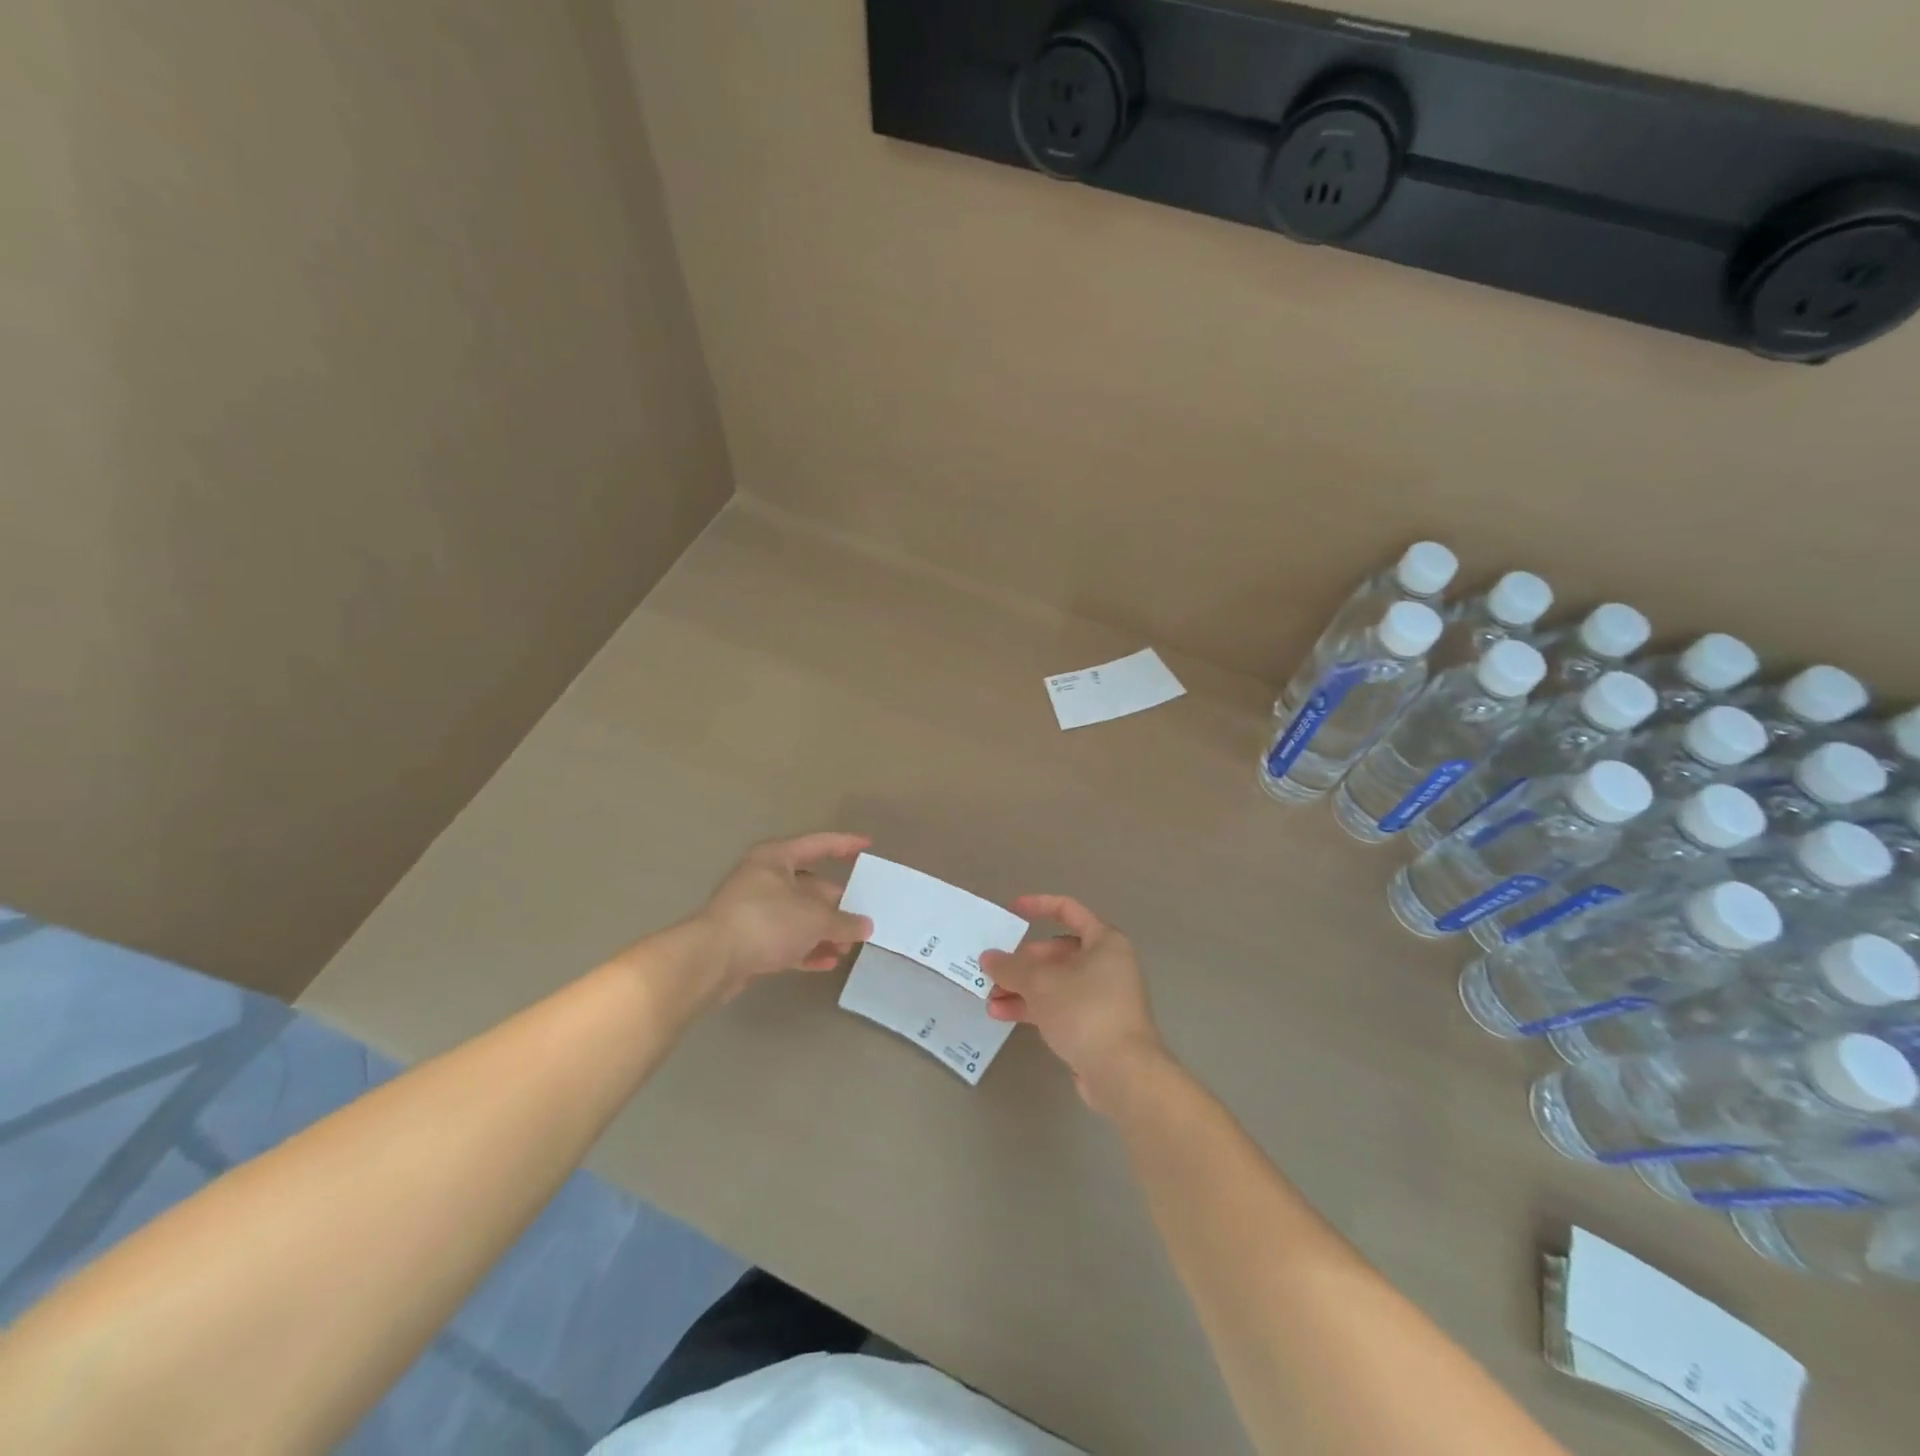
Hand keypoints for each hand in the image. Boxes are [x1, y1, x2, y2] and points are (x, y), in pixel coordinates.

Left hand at [689, 833, 873, 998]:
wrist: (711, 959)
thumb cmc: (766, 921)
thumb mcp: (814, 919)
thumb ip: (844, 922)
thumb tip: (865, 926)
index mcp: (777, 858)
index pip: (819, 844)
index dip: (845, 844)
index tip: (867, 846)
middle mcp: (764, 879)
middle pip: (811, 886)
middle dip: (838, 904)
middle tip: (863, 918)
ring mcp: (754, 911)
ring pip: (799, 916)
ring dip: (824, 931)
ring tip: (848, 948)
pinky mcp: (748, 940)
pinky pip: (785, 940)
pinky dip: (806, 949)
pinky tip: (827, 963)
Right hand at [980, 895, 1167, 1112]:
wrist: (1122, 1073)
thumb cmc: (1085, 1011)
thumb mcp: (1041, 983)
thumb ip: (1011, 967)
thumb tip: (988, 958)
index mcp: (1104, 941)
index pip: (1069, 910)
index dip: (1039, 906)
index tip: (1012, 911)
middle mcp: (1107, 964)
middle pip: (1057, 952)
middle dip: (1022, 963)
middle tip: (993, 972)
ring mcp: (1102, 997)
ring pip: (1055, 983)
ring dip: (1022, 988)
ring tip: (989, 999)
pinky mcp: (1094, 1026)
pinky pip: (1059, 1007)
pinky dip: (1033, 1008)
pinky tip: (1003, 1015)